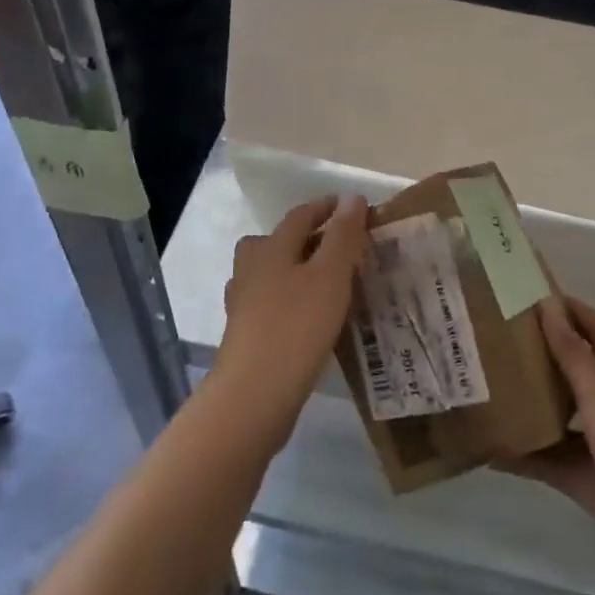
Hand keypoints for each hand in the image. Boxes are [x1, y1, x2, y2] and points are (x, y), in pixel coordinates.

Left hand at [213, 194, 369, 427]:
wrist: (254, 396)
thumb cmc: (296, 327)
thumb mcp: (330, 276)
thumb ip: (342, 236)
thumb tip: (351, 198)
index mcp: (271, 249)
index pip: (300, 216)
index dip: (326, 208)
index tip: (351, 207)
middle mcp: (251, 270)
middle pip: (274, 241)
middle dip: (304, 237)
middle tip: (335, 246)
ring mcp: (242, 304)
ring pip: (268, 274)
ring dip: (293, 269)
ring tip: (324, 282)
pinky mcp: (244, 335)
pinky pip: (268, 304)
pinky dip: (288, 300)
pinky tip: (307, 318)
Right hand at [506, 297, 594, 594]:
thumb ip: (573, 356)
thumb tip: (548, 304)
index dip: (574, 309)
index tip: (534, 293)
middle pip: (573, 369)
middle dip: (541, 351)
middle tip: (497, 338)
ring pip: (556, 414)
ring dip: (527, 402)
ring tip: (486, 388)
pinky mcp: (586, 482)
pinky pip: (546, 461)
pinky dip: (521, 455)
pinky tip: (489, 452)